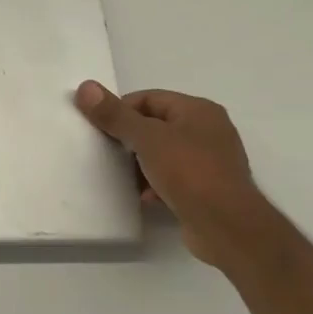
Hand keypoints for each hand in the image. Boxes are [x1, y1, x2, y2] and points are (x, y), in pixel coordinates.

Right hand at [74, 83, 275, 269]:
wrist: (227, 226)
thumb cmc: (189, 172)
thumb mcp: (146, 138)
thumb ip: (115, 114)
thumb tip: (86, 87)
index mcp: (199, 110)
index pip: (148, 98)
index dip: (121, 110)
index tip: (100, 128)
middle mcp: (209, 130)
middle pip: (156, 125)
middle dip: (130, 139)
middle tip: (107, 151)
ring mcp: (211, 161)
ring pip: (163, 153)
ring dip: (141, 163)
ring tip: (123, 176)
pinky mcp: (209, 188)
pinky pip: (174, 177)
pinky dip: (156, 183)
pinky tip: (144, 196)